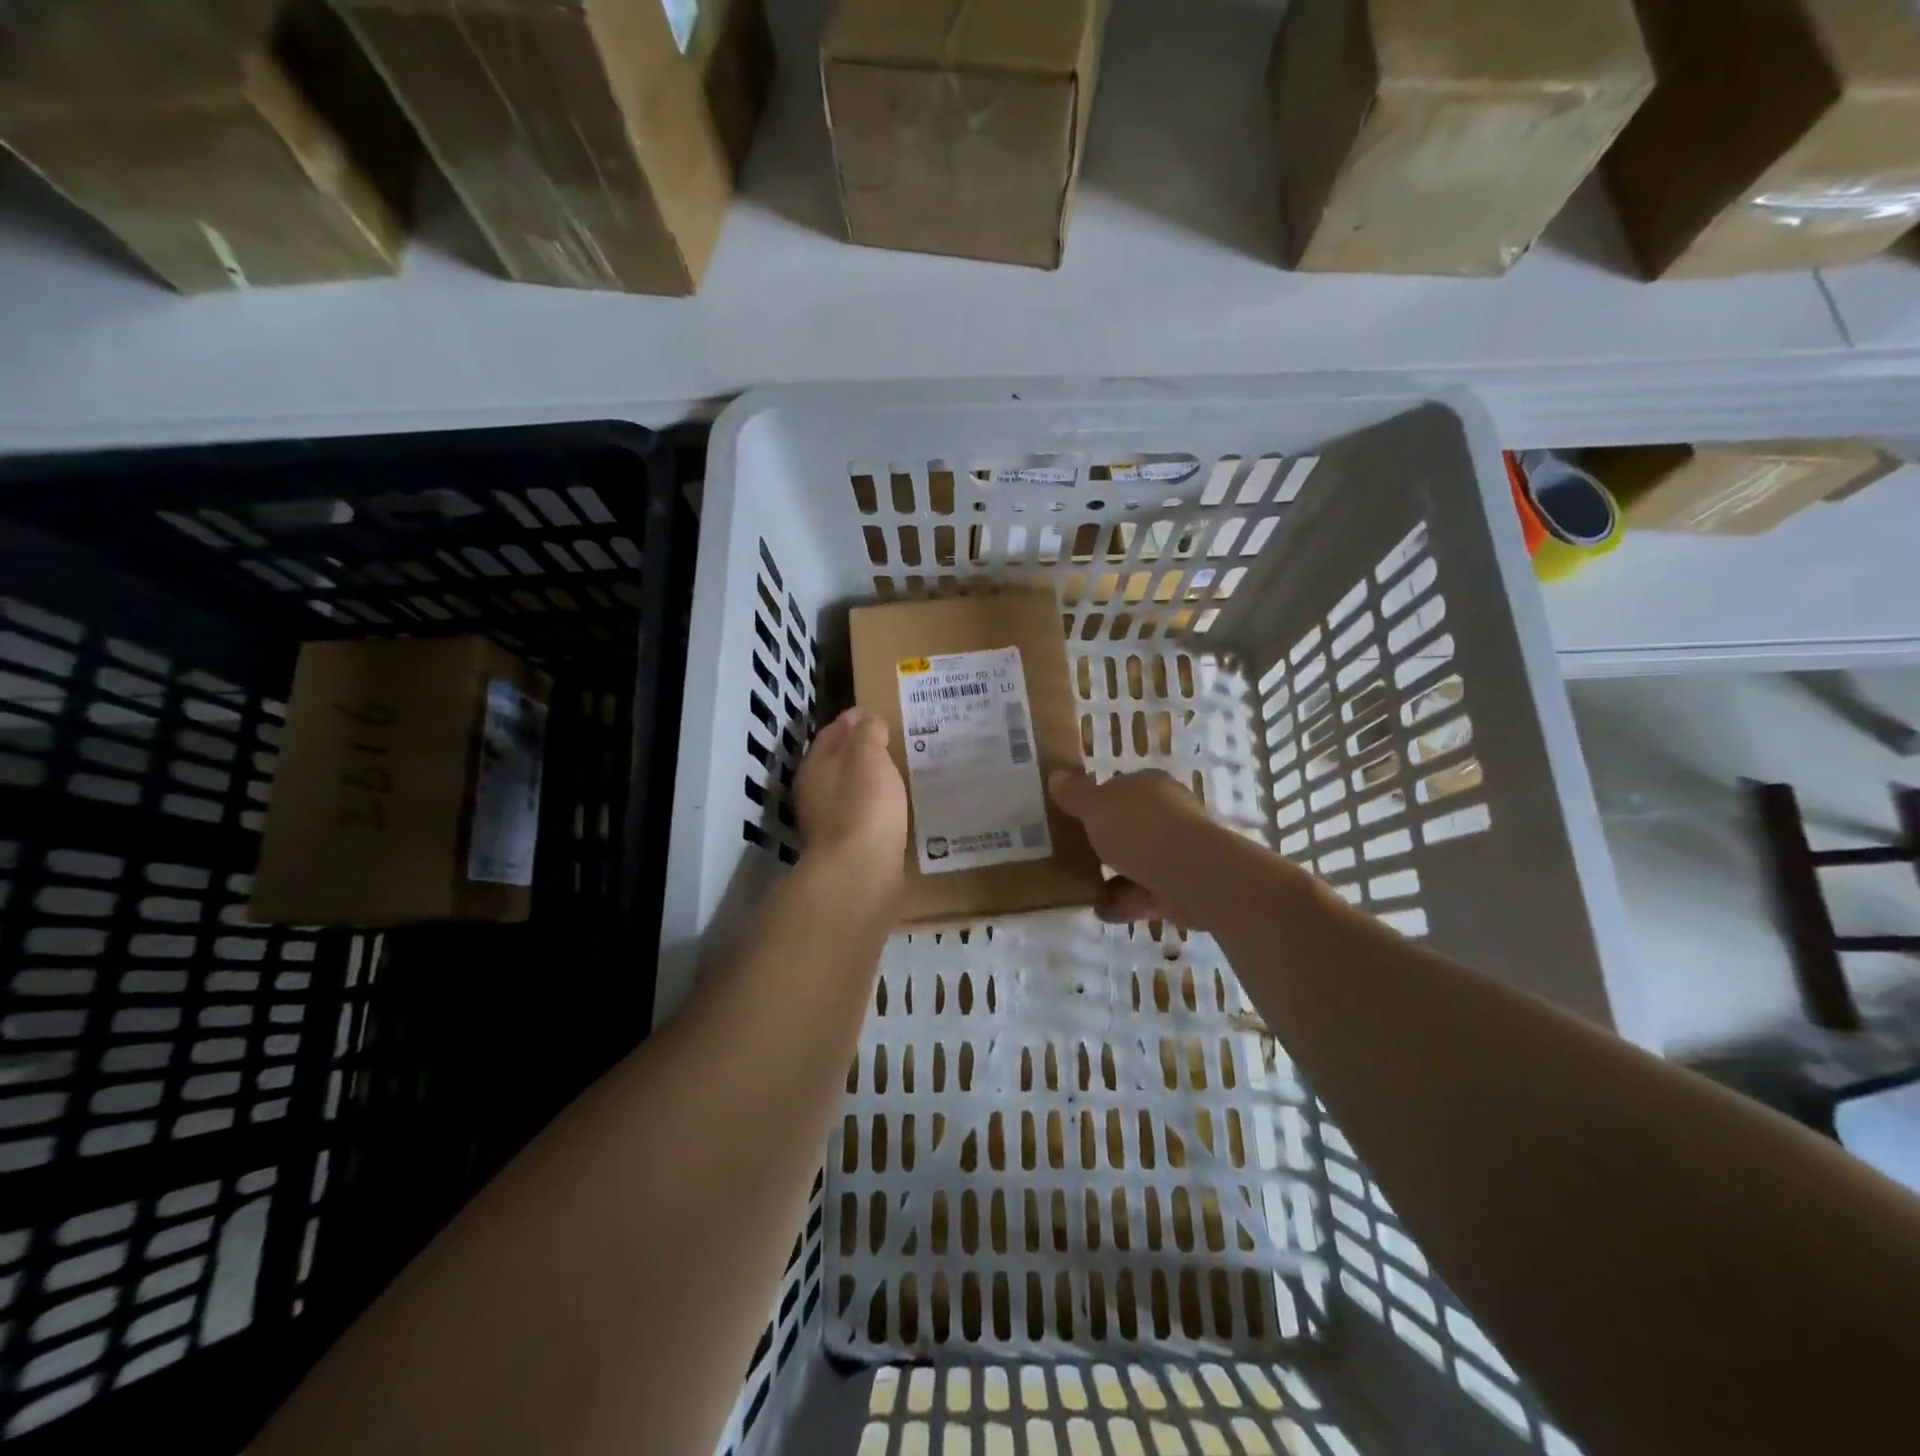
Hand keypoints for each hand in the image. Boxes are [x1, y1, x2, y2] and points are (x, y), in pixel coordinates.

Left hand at [795, 707, 908, 878]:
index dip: (853, 719)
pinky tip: (889, 805)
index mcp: (814, 765)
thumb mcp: (869, 756)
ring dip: (865, 778)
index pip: (832, 732)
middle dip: (858, 748)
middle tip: (887, 740)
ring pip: (847, 788)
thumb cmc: (864, 806)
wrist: (859, 875)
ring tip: (893, 771)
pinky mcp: (844, 847)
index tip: (875, 712)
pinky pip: (860, 813)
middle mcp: (813, 791)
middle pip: (835, 761)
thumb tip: (866, 719)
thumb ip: (868, 733)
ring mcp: (826, 822)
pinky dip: (872, 804)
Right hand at [1049, 768, 1217, 924]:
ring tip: (1082, 887)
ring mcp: (1178, 851)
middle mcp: (1169, 813)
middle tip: (1074, 853)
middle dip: (1106, 840)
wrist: (1192, 875)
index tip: (1073, 819)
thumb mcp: (1096, 806)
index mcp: (1151, 786)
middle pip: (1130, 825)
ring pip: (1138, 860)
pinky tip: (1101, 911)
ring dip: (1114, 875)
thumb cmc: (1141, 829)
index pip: (1120, 788)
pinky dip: (1124, 901)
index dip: (1096, 801)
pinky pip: (1145, 892)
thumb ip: (1075, 794)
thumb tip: (1057, 776)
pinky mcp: (1182, 885)